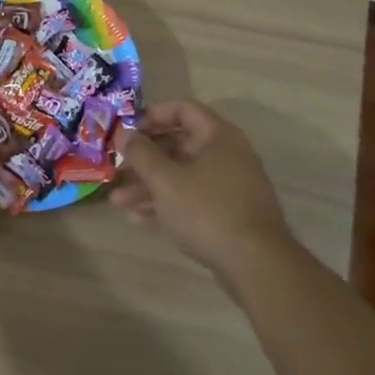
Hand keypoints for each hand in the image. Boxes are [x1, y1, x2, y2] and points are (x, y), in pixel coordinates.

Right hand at [112, 100, 294, 282]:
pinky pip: (192, 200)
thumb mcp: (165, 179)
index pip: (183, 109)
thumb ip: (141, 153)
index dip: (153, 116)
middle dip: (145, 159)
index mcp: (218, 136)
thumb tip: (125, 133)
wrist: (256, 264)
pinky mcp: (229, 214)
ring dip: (150, 186)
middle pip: (179, 146)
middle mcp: (227, 155)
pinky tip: (138, 219)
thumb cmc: (207, 210)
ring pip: (183, 176)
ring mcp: (230, 186)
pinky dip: (167, 204)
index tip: (128, 131)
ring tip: (118, 202)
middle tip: (118, 169)